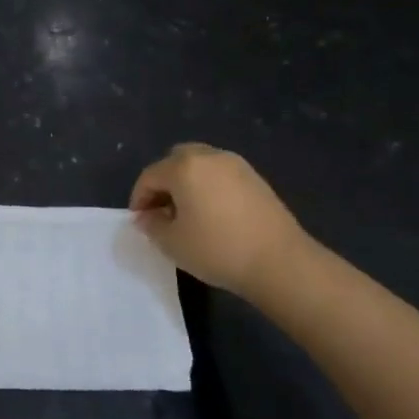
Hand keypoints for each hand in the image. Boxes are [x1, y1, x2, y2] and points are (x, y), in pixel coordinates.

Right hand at [129, 143, 310, 299]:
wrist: (279, 262)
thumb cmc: (217, 249)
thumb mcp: (172, 243)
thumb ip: (152, 225)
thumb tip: (146, 217)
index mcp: (184, 167)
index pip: (150, 176)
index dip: (139, 198)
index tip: (140, 221)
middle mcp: (209, 157)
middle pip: (176, 160)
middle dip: (163, 182)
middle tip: (162, 210)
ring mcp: (236, 165)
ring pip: (200, 164)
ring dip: (187, 182)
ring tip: (188, 213)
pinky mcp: (256, 178)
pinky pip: (221, 174)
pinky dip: (209, 186)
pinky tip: (213, 214)